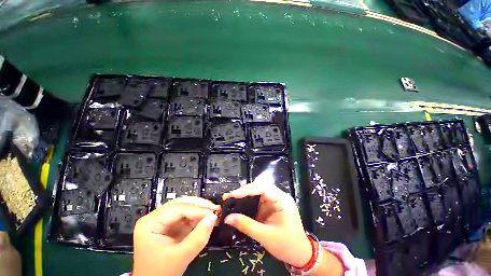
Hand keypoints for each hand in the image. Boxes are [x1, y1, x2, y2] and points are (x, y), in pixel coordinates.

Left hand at [132, 197, 218, 275]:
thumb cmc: (160, 273)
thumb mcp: (179, 257)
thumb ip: (198, 237)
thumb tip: (213, 217)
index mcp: (150, 223)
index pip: (178, 209)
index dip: (197, 209)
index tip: (213, 212)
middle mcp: (155, 218)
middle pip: (181, 204)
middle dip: (200, 206)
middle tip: (215, 208)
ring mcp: (162, 222)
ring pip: (185, 208)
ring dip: (200, 210)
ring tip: (213, 212)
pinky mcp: (170, 227)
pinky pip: (186, 217)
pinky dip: (197, 217)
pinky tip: (206, 218)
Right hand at [223, 183, 311, 267]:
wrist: (300, 254)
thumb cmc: (287, 245)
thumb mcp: (265, 236)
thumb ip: (246, 225)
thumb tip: (227, 217)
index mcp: (282, 199)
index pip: (263, 188)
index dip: (247, 189)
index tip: (233, 194)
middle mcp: (278, 195)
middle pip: (260, 186)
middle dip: (245, 190)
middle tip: (230, 196)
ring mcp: (275, 199)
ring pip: (258, 190)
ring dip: (245, 194)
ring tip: (232, 198)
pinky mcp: (271, 205)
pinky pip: (258, 198)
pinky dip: (248, 200)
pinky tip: (240, 203)